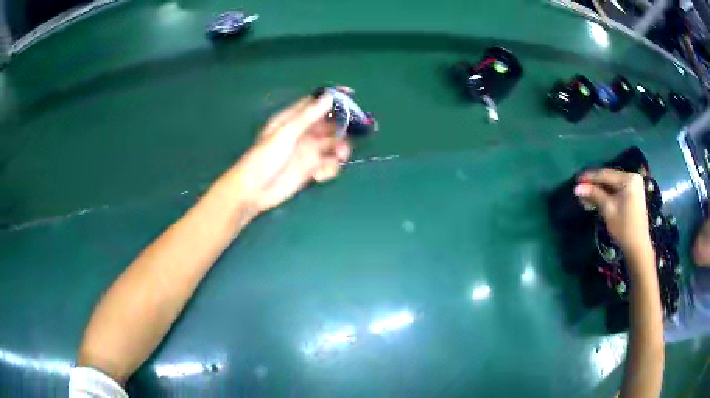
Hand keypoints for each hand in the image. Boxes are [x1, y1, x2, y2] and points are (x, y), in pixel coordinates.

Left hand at [230, 95, 350, 215]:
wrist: (254, 191)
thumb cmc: (264, 158)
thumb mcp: (285, 133)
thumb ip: (308, 116)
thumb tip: (329, 97)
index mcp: (293, 119)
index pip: (316, 103)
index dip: (333, 98)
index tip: (351, 94)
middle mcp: (303, 133)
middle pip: (330, 125)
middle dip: (342, 128)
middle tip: (352, 133)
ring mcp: (308, 152)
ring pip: (334, 145)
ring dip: (340, 150)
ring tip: (338, 156)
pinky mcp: (311, 170)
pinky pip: (329, 165)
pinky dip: (330, 169)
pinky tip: (318, 176)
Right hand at [573, 169, 652, 262]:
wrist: (638, 247)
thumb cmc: (624, 228)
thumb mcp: (608, 210)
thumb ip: (594, 195)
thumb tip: (577, 188)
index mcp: (628, 178)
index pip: (605, 174)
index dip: (590, 177)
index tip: (576, 180)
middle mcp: (632, 177)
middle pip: (609, 178)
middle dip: (594, 184)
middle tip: (580, 188)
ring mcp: (634, 185)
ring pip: (612, 184)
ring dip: (600, 189)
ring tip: (586, 194)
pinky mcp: (634, 193)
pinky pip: (618, 189)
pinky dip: (607, 193)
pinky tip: (597, 197)